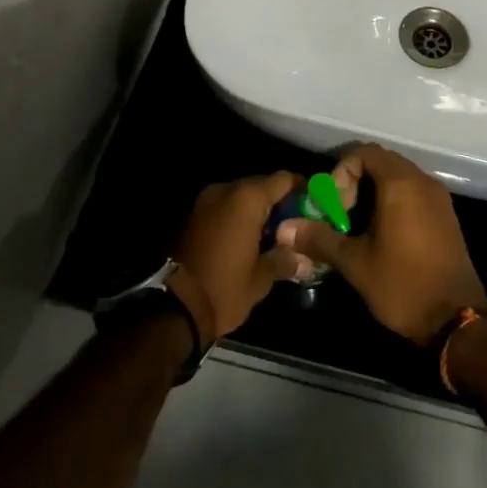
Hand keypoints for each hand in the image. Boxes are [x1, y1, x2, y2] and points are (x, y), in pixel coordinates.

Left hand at [168, 171, 311, 346]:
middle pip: (262, 185)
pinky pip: (224, 207)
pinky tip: (248, 240)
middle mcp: (226, 190)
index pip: (284, 179)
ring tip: (273, 235)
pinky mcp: (193, 215)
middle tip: (296, 225)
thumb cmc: (223, 289)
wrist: (172, 308)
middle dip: (279, 202)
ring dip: (257, 211)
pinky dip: (238, 217)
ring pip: (241, 196)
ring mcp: (206, 201)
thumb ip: (284, 259)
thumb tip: (304, 257)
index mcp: (246, 199)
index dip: (302, 190)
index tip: (314, 206)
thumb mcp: (261, 279)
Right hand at [276, 144, 486, 345]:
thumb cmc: (403, 285)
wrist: (457, 319)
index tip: (333, 205)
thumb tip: (285, 229)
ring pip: (398, 178)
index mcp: (400, 184)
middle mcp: (422, 181)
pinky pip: (414, 193)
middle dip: (354, 183)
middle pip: (381, 162)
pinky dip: (393, 202)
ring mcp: (438, 197)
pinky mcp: (446, 215)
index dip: (341, 173)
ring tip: (356, 227)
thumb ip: (320, 239)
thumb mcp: (355, 263)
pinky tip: (382, 235)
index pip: (364, 153)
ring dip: (373, 193)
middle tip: (340, 215)